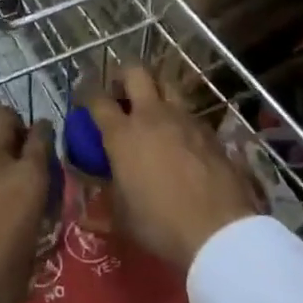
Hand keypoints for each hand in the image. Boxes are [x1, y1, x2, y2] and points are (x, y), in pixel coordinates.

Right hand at [84, 65, 257, 271]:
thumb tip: (89, 208)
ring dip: (156, 90)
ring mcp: (184, 119)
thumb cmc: (159, 224)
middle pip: (135, 72)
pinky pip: (189, 112)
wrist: (217, 230)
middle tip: (121, 93)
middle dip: (124, 76)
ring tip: (153, 110)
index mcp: (122, 134)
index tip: (84, 100)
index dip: (87, 95)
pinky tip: (181, 137)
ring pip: (167, 84)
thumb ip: (105, 203)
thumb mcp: (122, 219)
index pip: (97, 100)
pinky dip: (180, 118)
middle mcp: (152, 116)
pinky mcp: (209, 130)